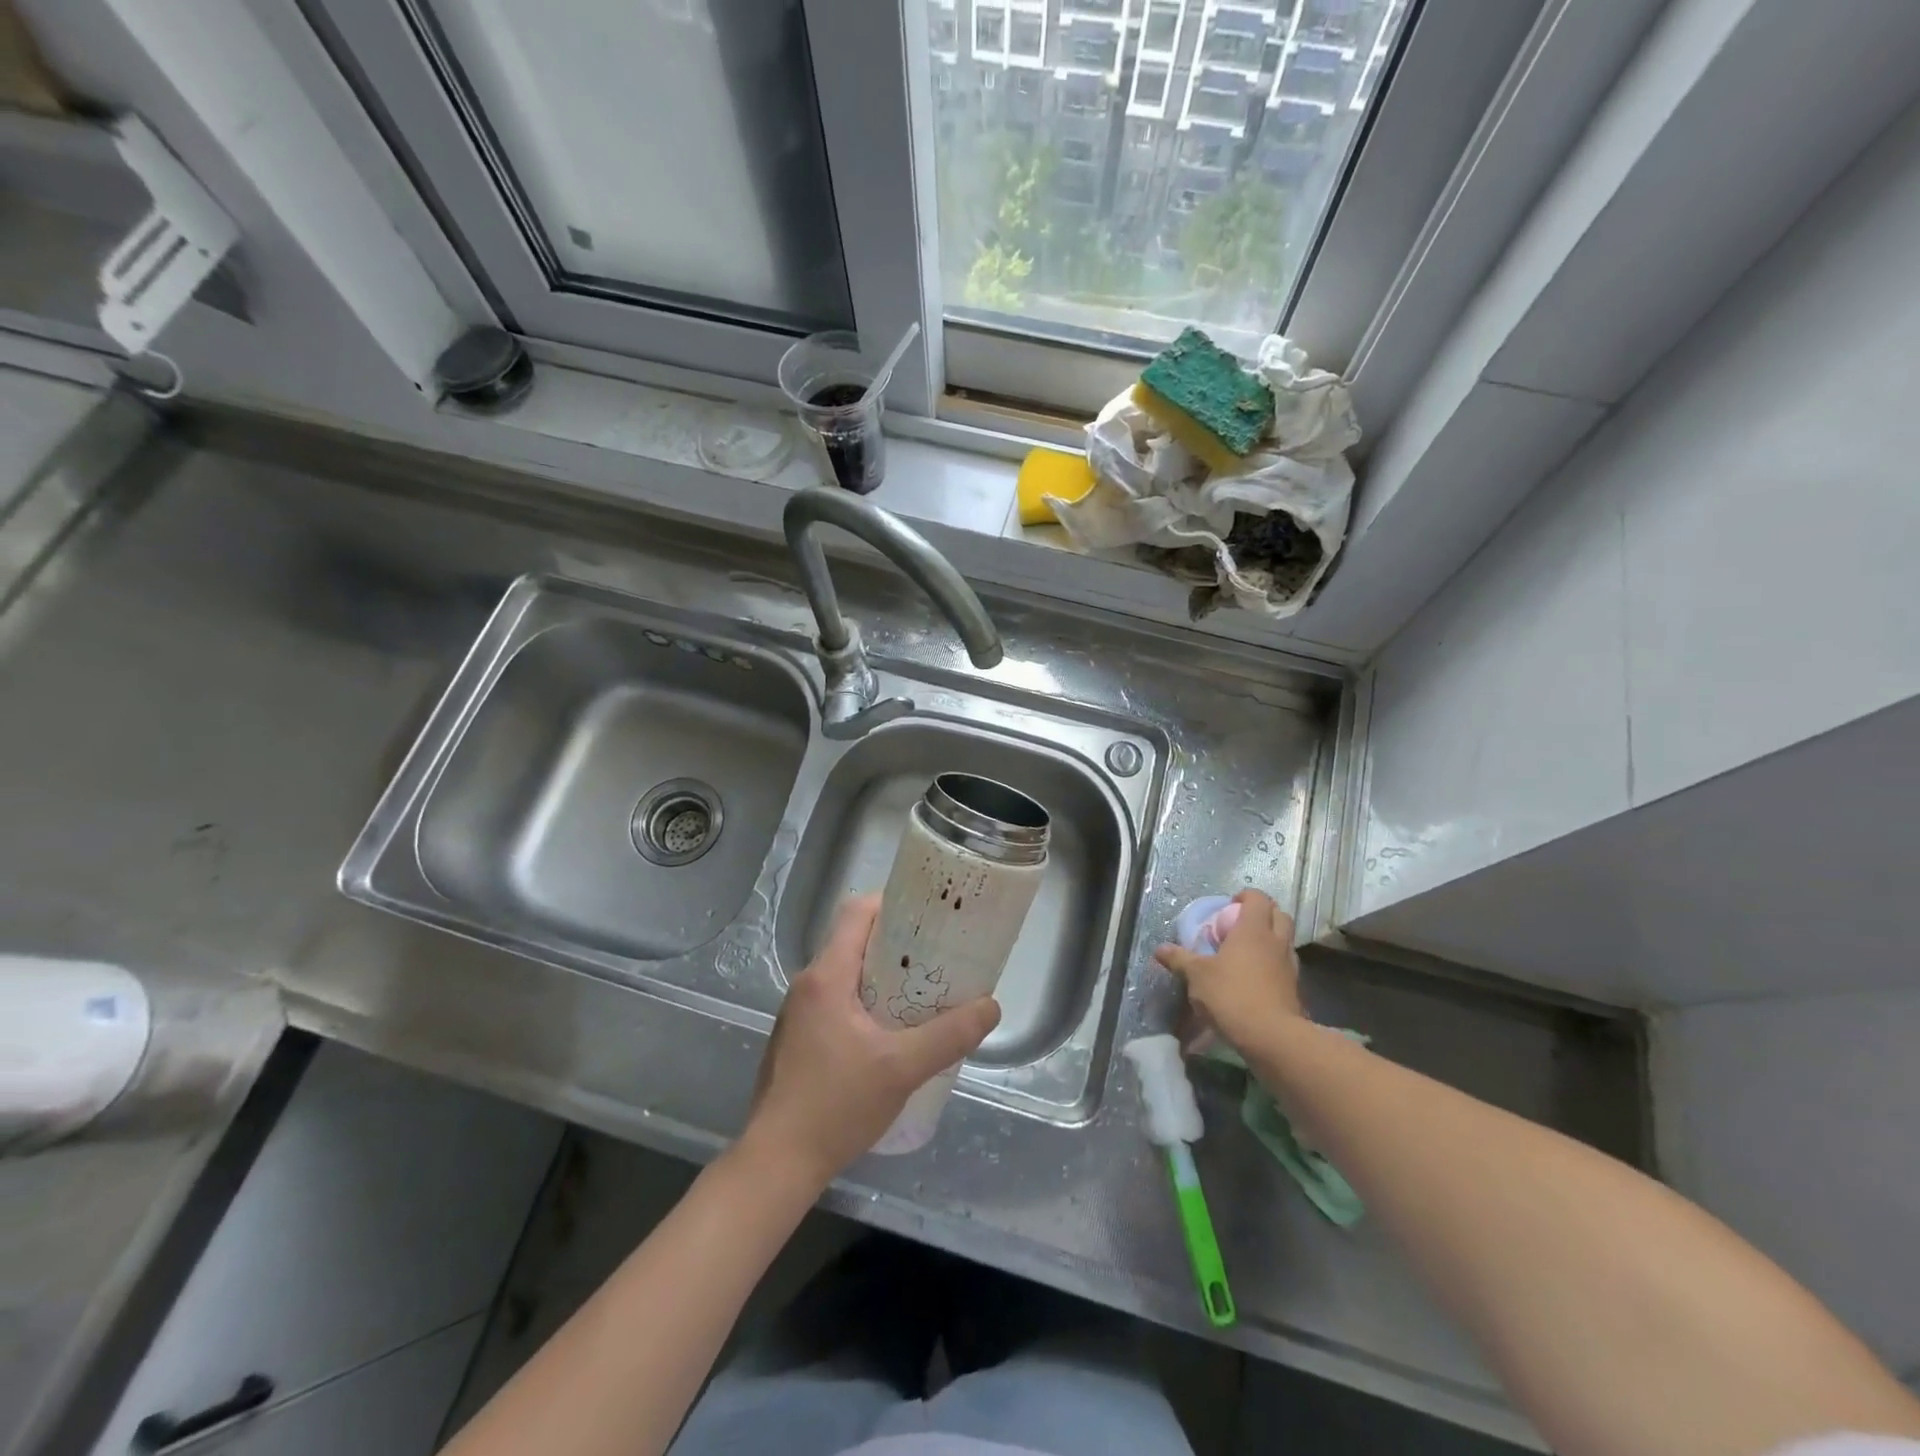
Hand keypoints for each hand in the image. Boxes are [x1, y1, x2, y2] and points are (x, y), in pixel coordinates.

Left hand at [741, 894, 1000, 1184]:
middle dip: (899, 943)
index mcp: (827, 975)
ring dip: (884, 975)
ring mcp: (799, 1013)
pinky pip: (837, 1000)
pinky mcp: (798, 1039)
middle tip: (938, 957)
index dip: (894, 903)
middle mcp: (808, 984)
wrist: (777, 1163)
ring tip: (923, 992)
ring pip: (847, 973)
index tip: (930, 915)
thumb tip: (991, 1006)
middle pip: (855, 940)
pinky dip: (867, 1001)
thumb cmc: (836, 1105)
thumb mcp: (903, 1068)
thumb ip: (950, 1035)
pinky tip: (892, 1032)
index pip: (858, 911)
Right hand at [1154, 890, 1303, 1052]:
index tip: (1229, 905)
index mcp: (1253, 930)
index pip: (1258, 898)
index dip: (1245, 896)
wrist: (1272, 1037)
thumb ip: (1180, 959)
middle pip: (1279, 914)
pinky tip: (1256, 977)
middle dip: (1262, 914)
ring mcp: (1290, 965)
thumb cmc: (1232, 995)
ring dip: (1270, 939)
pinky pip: (1285, 965)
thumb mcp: (1197, 976)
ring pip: (1285, 940)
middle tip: (1240, 925)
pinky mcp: (1295, 988)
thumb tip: (1160, 949)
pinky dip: (1273, 963)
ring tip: (1247, 952)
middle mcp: (1276, 942)